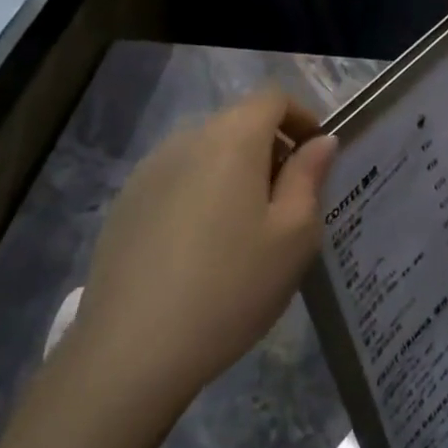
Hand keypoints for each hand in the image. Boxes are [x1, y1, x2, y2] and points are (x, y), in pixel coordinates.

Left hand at [72, 90, 337, 417]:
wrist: (133, 349)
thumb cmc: (231, 287)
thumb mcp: (293, 236)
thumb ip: (309, 177)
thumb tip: (321, 141)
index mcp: (232, 138)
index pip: (273, 98)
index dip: (301, 117)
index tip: (317, 157)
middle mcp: (187, 139)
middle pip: (239, 122)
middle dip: (271, 148)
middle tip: (289, 201)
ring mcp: (149, 169)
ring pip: (206, 152)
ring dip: (235, 171)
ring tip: (246, 230)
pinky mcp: (126, 202)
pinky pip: (177, 179)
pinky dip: (201, 193)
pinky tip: (201, 248)